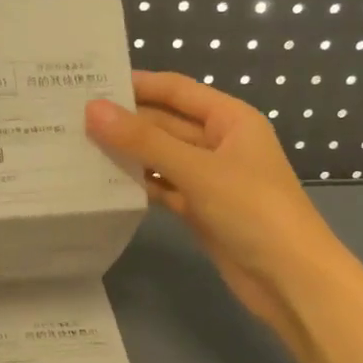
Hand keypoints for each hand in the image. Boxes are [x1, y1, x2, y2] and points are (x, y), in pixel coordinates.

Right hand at [86, 73, 341, 336]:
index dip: (137, 84)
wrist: (292, 281)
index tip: (90, 82)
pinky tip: (102, 182)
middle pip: (165, 123)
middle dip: (125, 121)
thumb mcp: (197, 169)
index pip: (176, 90)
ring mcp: (209, 179)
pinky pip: (163, 188)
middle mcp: (219, 143)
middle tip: (70, 118)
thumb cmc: (253, 210)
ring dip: (127, 154)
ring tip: (76, 146)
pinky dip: (138, 185)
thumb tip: (93, 109)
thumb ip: (144, 140)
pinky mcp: (200, 210)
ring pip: (161, 158)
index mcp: (230, 119)